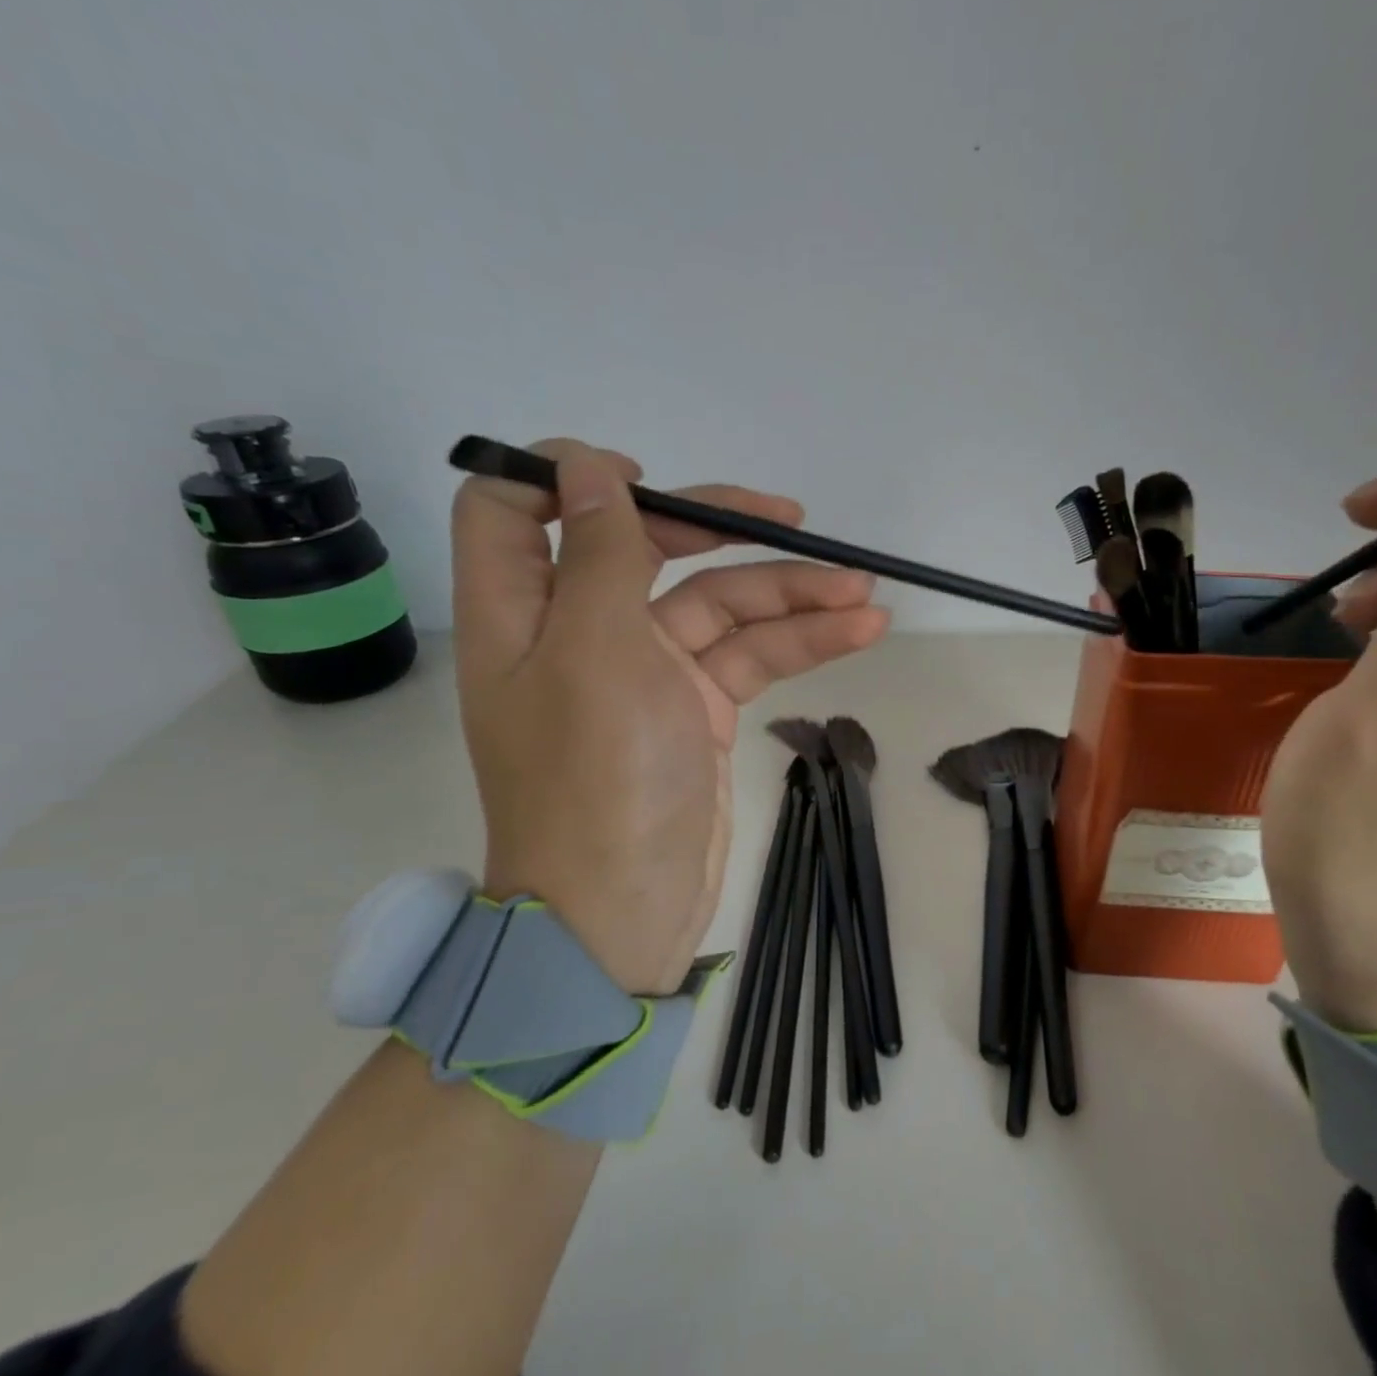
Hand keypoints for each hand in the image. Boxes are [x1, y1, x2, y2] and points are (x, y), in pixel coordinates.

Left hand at [452, 439, 888, 994]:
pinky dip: (800, 641)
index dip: (566, 477)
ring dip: (790, 593)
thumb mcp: (595, 652)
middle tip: (795, 521)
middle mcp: (581, 631)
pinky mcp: (697, 708)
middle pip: (646, 548)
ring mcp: (646, 671)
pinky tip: (859, 630)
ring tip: (864, 593)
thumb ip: (598, 554)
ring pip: (718, 606)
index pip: (512, 510)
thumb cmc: (596, 780)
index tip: (639, 480)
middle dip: (721, 529)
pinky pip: (749, 656)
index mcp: (524, 611)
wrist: (625, 912)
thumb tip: (587, 463)